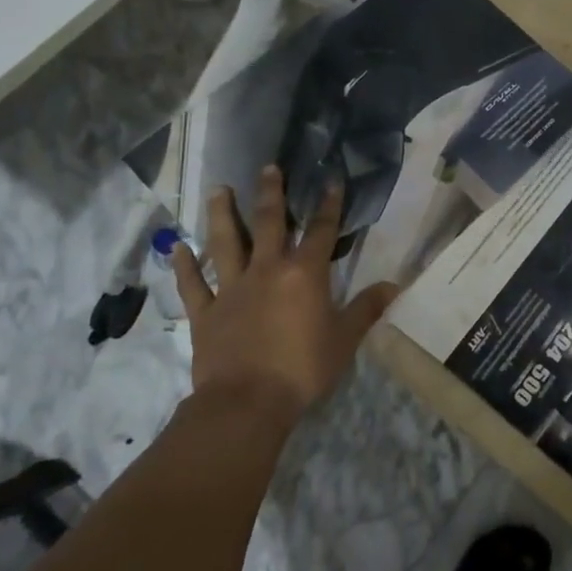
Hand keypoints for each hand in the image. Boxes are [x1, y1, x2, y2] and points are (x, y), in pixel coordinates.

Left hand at [171, 166, 397, 425]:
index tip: (331, 181)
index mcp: (304, 274)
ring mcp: (232, 289)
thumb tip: (394, 285)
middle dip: (272, 194)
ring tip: (218, 189)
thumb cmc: (303, 369)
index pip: (321, 231)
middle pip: (270, 223)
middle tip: (268, 167)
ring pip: (226, 244)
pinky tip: (177, 248)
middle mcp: (267, 270)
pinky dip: (184, 266)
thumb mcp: (345, 339)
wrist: (247, 402)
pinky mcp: (206, 313)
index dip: (329, 205)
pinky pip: (192, 285)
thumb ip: (367, 308)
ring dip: (222, 215)